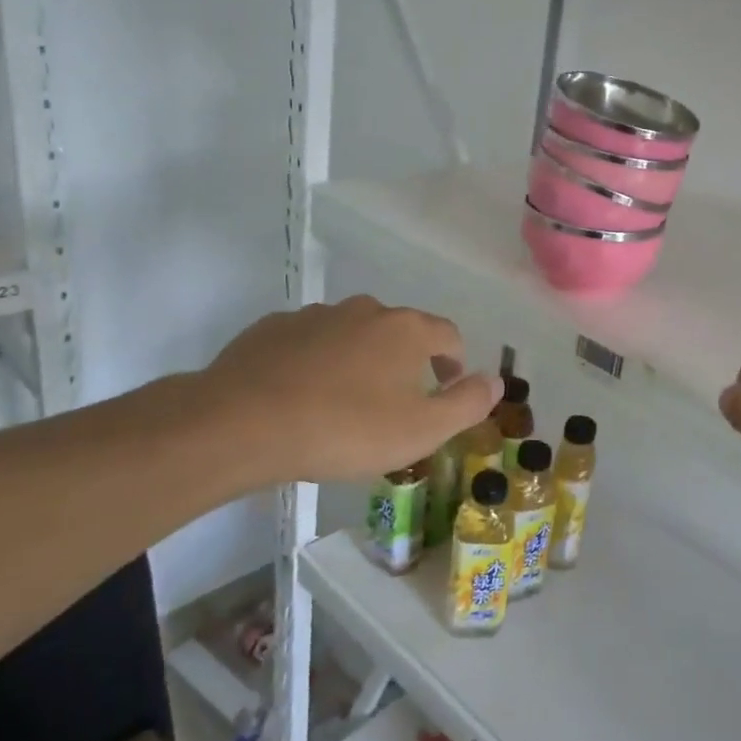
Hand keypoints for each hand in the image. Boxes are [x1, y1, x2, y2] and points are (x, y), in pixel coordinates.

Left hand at [195, 297, 501, 487]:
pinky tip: (302, 396)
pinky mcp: (272, 329)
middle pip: (399, 331)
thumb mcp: (422, 430)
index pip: (448, 334)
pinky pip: (308, 343)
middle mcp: (365, 310)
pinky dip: (316, 362)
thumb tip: (497, 380)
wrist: (243, 424)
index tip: (446, 388)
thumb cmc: (346, 429)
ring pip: (352, 335)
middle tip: (396, 402)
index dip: (454, 361)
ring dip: (359, 360)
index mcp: (406, 329)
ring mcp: (315, 315)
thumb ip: (468, 403)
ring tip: (346, 402)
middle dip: (405, 361)